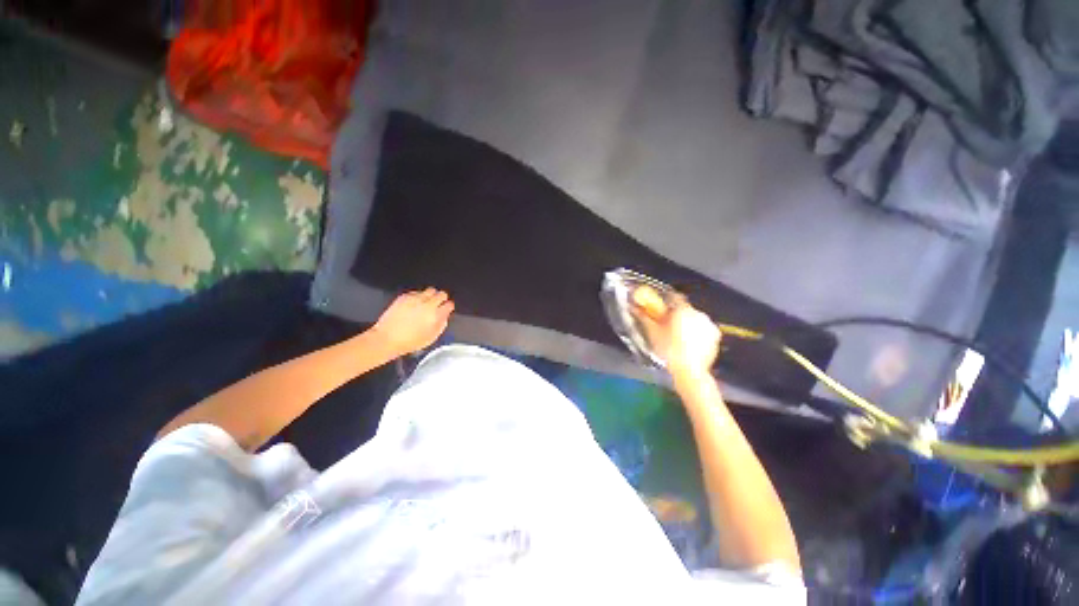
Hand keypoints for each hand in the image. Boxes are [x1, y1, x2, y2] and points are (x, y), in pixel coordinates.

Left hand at [373, 288, 454, 356]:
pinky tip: (415, 304)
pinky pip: (416, 292)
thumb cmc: (409, 342)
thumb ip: (441, 325)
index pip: (449, 305)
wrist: (387, 338)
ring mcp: (415, 299)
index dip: (449, 307)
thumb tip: (444, 317)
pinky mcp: (404, 296)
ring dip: (431, 296)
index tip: (447, 309)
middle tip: (438, 304)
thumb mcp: (431, 338)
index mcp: (436, 315)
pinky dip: (418, 296)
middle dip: (442, 299)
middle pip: (442, 294)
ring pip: (430, 290)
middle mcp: (427, 304)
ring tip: (427, 302)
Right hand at [633, 286, 720, 375]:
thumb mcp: (652, 333)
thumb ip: (644, 317)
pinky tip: (687, 344)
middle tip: (666, 325)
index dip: (665, 302)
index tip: (659, 308)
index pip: (673, 297)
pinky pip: (703, 330)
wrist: (689, 371)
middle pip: (684, 309)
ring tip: (676, 336)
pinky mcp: (715, 337)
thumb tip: (635, 308)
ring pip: (694, 319)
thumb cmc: (668, 350)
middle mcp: (698, 313)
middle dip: (676, 315)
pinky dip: (696, 333)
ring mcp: (709, 325)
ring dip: (686, 324)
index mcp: (683, 309)